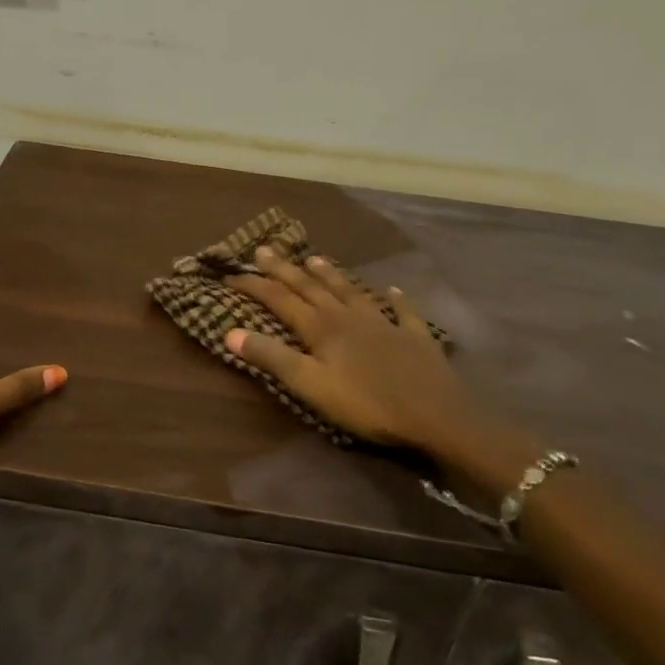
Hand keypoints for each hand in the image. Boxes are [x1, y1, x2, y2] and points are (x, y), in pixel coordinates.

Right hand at [226, 248, 528, 485]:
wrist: (435, 414)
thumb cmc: (366, 404)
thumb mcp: (311, 385)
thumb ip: (272, 358)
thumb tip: (230, 332)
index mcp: (322, 327)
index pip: (280, 299)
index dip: (255, 285)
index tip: (231, 274)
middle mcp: (349, 316)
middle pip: (312, 287)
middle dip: (285, 269)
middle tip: (265, 250)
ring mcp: (384, 322)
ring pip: (351, 291)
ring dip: (331, 275)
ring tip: (314, 258)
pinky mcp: (413, 336)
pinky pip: (402, 311)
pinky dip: (395, 298)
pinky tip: (393, 290)